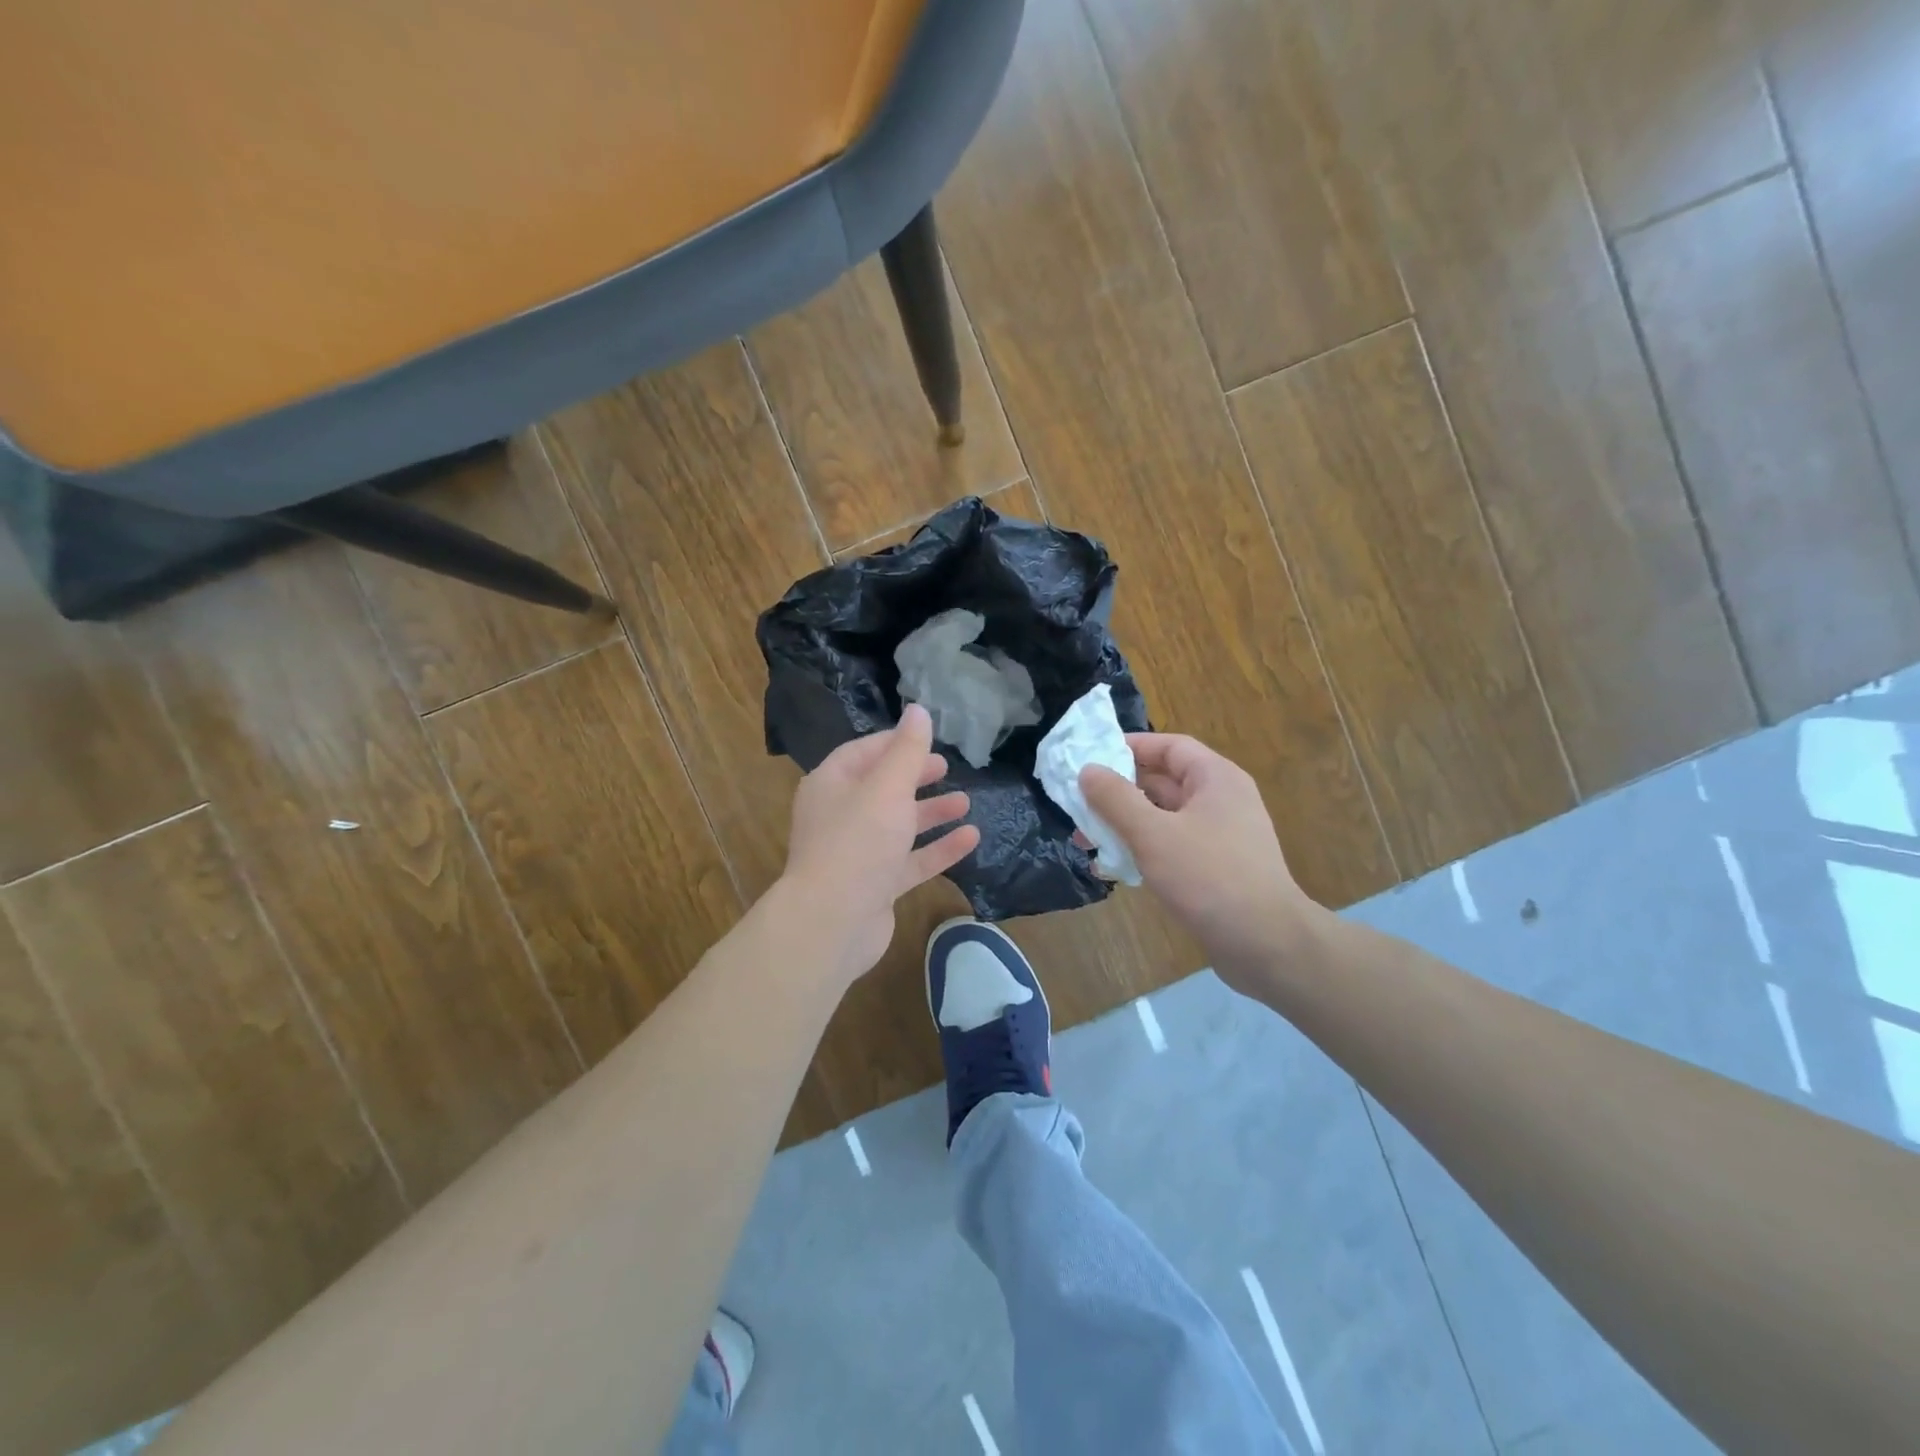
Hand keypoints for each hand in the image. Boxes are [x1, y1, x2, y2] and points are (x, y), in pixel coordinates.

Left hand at [779, 704, 980, 988]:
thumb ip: (907, 751)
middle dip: (914, 777)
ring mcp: (858, 853)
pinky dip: (937, 849)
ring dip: (930, 813)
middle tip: (945, 768)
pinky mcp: (876, 886)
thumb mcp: (887, 788)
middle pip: (881, 788)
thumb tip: (919, 710)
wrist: (832, 923)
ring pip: (898, 826)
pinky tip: (970, 839)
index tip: (926, 738)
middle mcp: (840, 816)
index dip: (894, 743)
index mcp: (831, 785)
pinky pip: (910, 861)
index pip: (862, 752)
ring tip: (966, 802)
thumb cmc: (857, 843)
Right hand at [1080, 734, 1319, 994]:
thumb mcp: (1153, 834)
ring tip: (1087, 841)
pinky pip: (1173, 846)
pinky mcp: (1217, 868)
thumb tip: (1087, 770)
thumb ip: (1116, 799)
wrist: (1267, 945)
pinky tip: (1114, 869)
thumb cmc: (1209, 877)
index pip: (1170, 746)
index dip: (1130, 747)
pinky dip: (1144, 850)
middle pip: (1163, 782)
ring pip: (1164, 817)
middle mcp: (1221, 800)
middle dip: (1119, 792)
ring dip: (1126, 825)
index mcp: (1215, 779)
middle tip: (1079, 804)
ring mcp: (1221, 836)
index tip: (1091, 757)